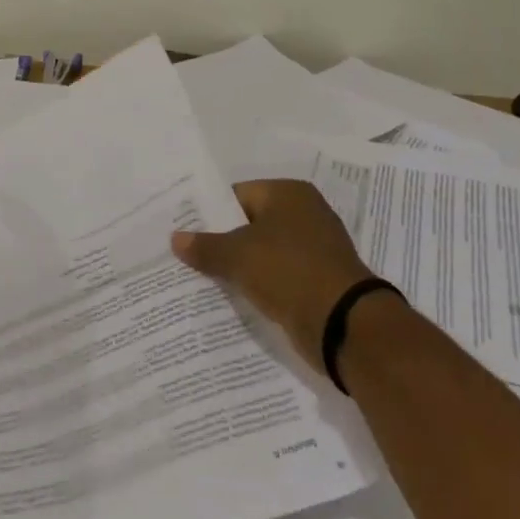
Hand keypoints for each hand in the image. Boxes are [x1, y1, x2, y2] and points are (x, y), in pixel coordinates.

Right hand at [171, 179, 385, 363]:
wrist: (344, 325)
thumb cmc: (289, 271)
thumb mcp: (238, 256)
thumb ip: (205, 246)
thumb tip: (175, 238)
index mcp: (288, 194)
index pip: (237, 195)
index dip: (208, 212)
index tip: (183, 230)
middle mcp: (305, 213)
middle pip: (249, 223)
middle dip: (221, 240)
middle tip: (187, 255)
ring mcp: (314, 248)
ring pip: (263, 252)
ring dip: (240, 265)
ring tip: (202, 278)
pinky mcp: (317, 280)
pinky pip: (278, 276)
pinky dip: (259, 284)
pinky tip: (234, 296)